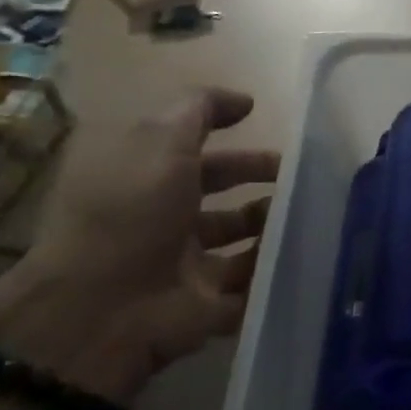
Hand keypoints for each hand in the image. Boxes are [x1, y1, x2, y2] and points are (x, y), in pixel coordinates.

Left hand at [0, 89, 279, 405]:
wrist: (103, 307)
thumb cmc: (129, 211)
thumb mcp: (159, 141)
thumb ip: (200, 110)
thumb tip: (244, 101)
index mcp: (147, 182)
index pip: (198, 155)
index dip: (232, 138)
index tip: (276, 134)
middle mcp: (165, 222)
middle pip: (224, 198)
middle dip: (263, 185)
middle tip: (303, 180)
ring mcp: (186, 268)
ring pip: (243, 244)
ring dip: (275, 228)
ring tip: (307, 217)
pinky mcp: (208, 308)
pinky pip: (251, 287)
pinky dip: (276, 273)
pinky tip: (306, 254)